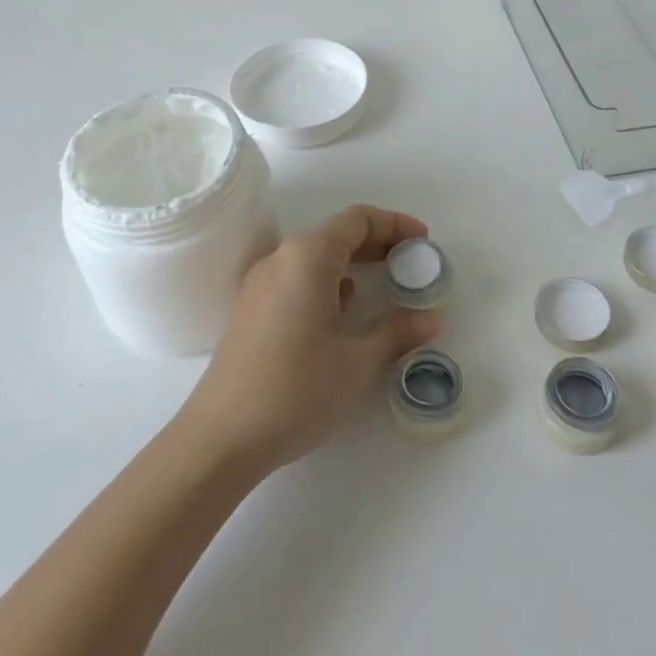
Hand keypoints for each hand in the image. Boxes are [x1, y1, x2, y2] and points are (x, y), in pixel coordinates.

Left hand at [178, 205, 443, 473]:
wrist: (222, 436)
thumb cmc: (296, 390)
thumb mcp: (358, 362)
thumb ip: (398, 332)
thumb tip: (432, 318)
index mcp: (307, 256)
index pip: (358, 219)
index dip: (395, 224)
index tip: (424, 243)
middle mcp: (281, 258)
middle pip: (336, 234)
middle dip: (378, 243)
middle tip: (412, 264)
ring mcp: (261, 284)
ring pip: (315, 257)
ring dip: (353, 264)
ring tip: (386, 286)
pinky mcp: (252, 309)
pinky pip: (297, 279)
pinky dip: (328, 283)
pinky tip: (345, 311)